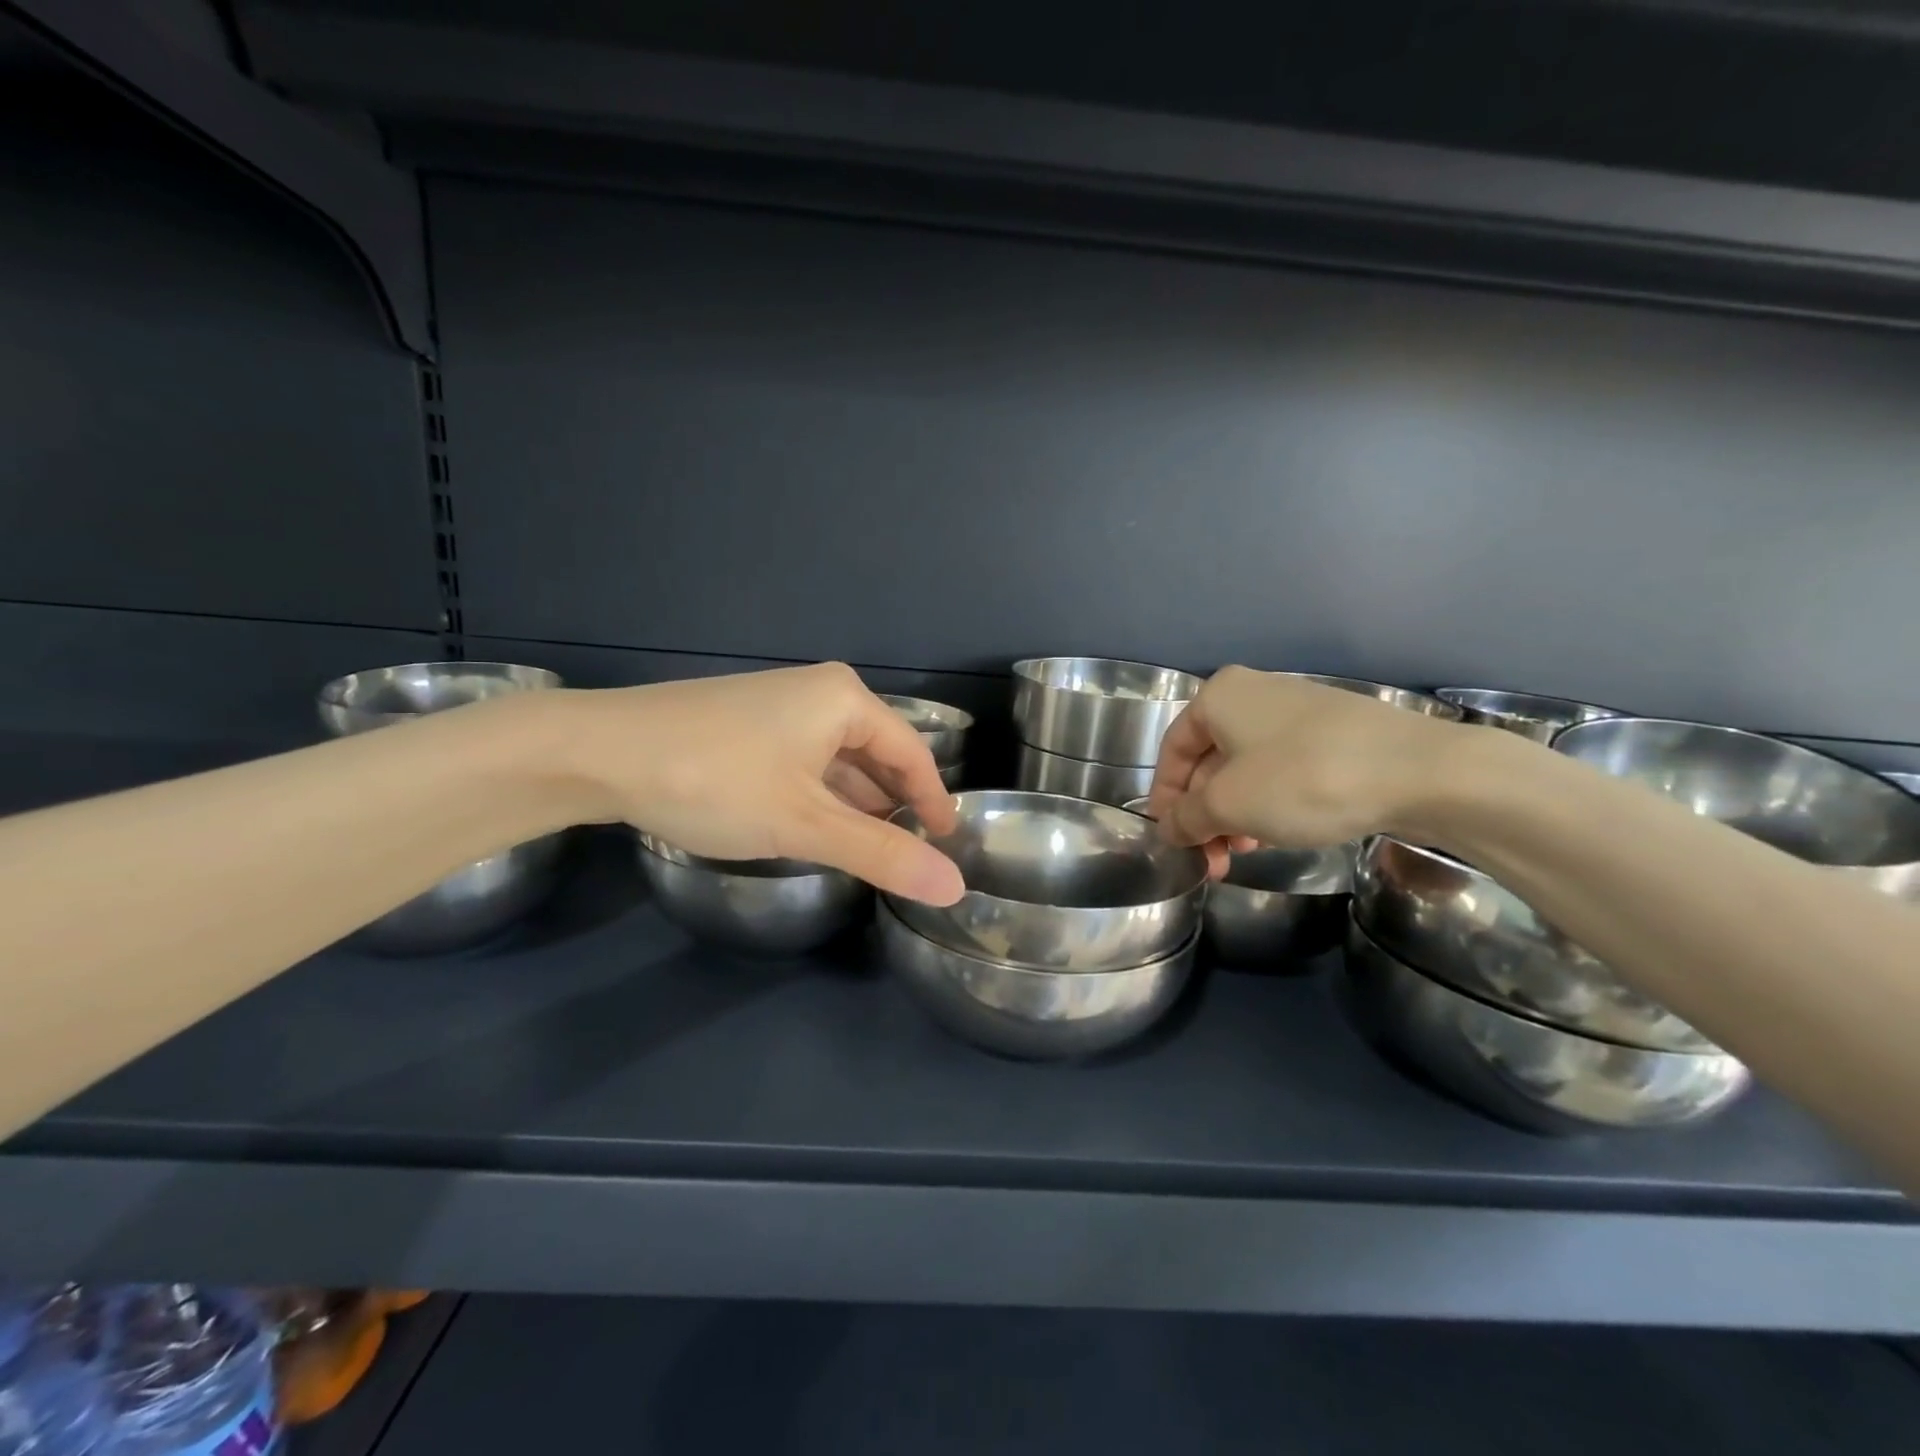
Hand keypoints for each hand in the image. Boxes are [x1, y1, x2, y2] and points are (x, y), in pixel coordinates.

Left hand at [548, 663, 964, 903]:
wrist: (597, 752)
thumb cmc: (715, 780)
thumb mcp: (804, 824)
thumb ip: (881, 854)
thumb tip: (954, 887)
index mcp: (845, 700)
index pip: (912, 754)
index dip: (933, 801)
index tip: (948, 846)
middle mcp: (818, 693)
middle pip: (877, 754)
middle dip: (894, 803)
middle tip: (910, 854)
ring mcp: (778, 706)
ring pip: (838, 760)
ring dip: (855, 803)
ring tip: (869, 850)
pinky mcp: (746, 725)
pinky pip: (804, 761)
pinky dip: (819, 795)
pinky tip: (814, 827)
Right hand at [1146, 666, 1458, 851]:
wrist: (1419, 771)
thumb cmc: (1302, 779)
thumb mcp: (1229, 805)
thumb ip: (1187, 817)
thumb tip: (1169, 828)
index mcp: (1219, 697)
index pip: (1173, 751)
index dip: (1165, 799)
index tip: (1172, 840)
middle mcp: (1254, 694)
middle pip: (1210, 761)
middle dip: (1205, 814)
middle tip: (1212, 859)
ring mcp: (1298, 711)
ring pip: (1246, 769)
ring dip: (1236, 814)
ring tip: (1245, 852)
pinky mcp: (1334, 733)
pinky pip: (1282, 769)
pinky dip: (1269, 802)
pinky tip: (1279, 832)